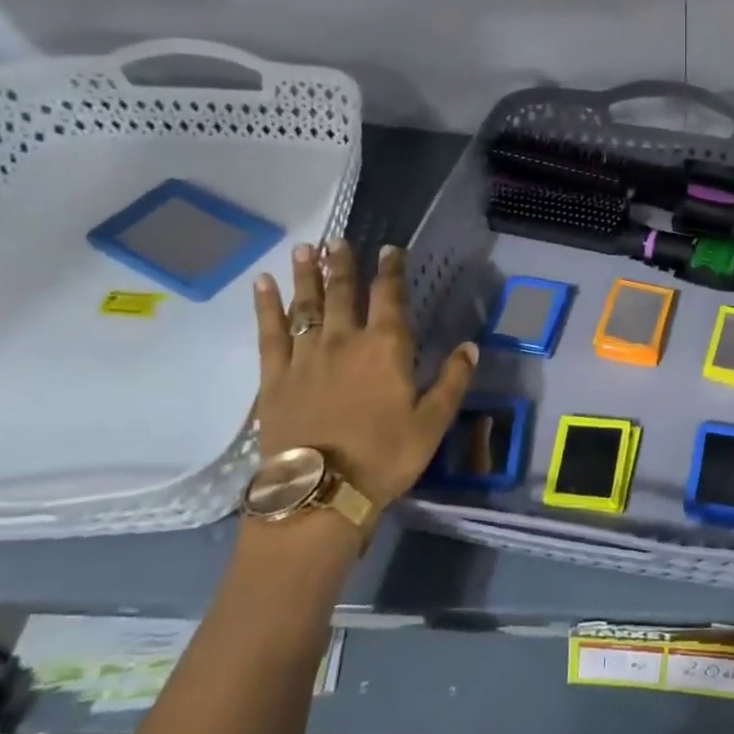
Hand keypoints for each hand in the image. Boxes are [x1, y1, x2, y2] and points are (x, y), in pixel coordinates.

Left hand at [253, 240, 476, 510]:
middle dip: (343, 264)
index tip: (390, 248)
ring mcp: (305, 356)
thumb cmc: (385, 457)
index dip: (391, 270)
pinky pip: (269, 333)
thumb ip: (452, 381)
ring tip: (304, 247)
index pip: (390, 297)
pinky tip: (263, 284)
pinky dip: (266, 306)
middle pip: (342, 293)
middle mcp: (344, 341)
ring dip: (306, 274)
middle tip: (338, 240)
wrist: (321, 493)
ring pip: (305, 304)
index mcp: (386, 348)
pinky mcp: (274, 377)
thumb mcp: (432, 423)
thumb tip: (470, 346)